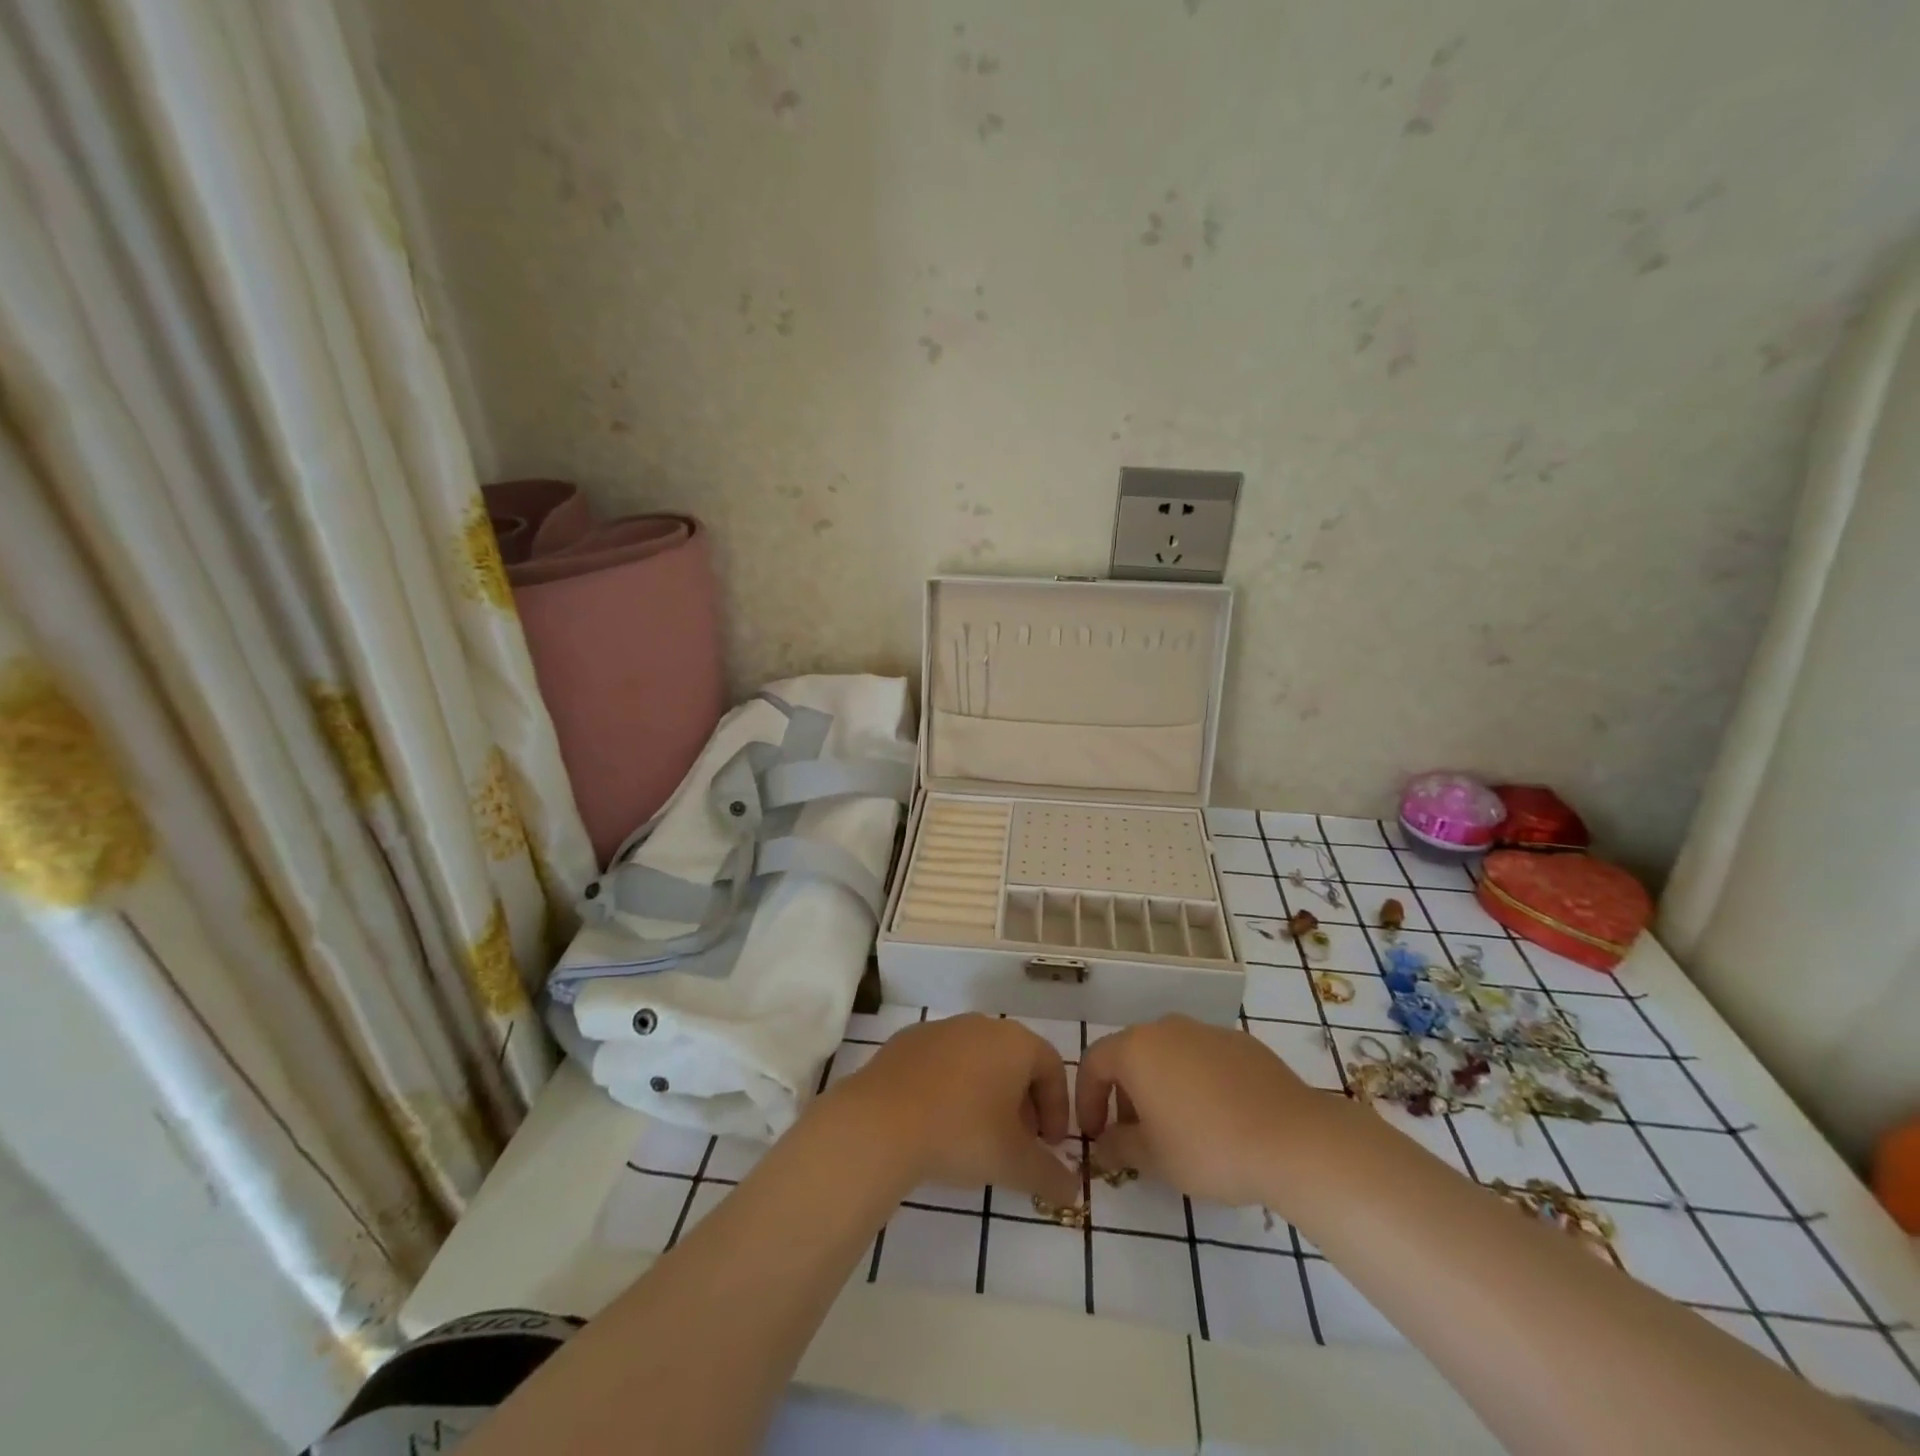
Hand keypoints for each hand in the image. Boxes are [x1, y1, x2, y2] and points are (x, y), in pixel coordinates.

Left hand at [839, 1015, 1079, 1206]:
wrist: (881, 1121)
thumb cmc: (961, 1133)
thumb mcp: (1014, 1163)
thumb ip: (1050, 1175)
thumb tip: (1074, 1191)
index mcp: (1014, 1042)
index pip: (1051, 1067)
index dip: (1057, 1108)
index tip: (1050, 1145)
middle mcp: (981, 1025)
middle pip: (1014, 1060)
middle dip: (1023, 1101)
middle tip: (1019, 1142)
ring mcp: (940, 1029)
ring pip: (977, 1059)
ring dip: (987, 1093)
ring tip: (978, 1135)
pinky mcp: (907, 1041)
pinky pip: (942, 1062)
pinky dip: (951, 1086)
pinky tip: (939, 1121)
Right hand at [1077, 1016, 1322, 1208]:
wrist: (1293, 1139)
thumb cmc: (1209, 1148)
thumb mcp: (1154, 1159)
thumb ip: (1120, 1146)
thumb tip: (1105, 1143)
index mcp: (1137, 1048)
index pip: (1094, 1062)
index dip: (1086, 1098)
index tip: (1094, 1134)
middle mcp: (1167, 1028)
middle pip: (1132, 1055)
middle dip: (1124, 1094)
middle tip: (1134, 1136)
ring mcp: (1207, 1031)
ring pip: (1169, 1055)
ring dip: (1160, 1087)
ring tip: (1176, 1129)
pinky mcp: (1242, 1043)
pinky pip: (1204, 1060)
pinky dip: (1196, 1083)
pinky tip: (1216, 1119)